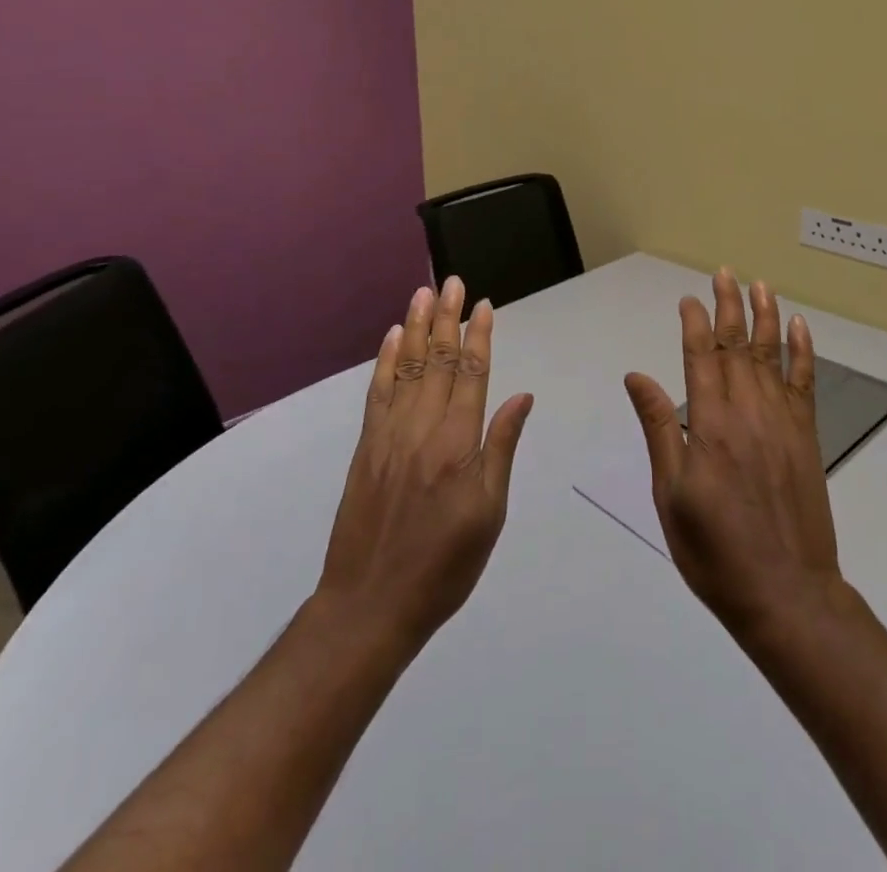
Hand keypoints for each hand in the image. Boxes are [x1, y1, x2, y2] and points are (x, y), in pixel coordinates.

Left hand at [316, 278, 533, 653]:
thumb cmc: (444, 564)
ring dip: (416, 327)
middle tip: (452, 282)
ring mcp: (389, 434)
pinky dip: (385, 361)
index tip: (482, 305)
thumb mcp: (489, 513)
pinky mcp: (366, 447)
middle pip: (438, 360)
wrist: (370, 604)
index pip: (472, 373)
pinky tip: (391, 337)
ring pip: (406, 367)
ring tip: (423, 293)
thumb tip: (520, 397)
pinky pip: (377, 392)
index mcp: (458, 442)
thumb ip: (501, 448)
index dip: (478, 336)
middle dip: (447, 318)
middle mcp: (423, 427)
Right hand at [623, 268, 848, 641]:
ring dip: (766, 317)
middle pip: (737, 345)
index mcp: (710, 424)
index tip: (689, 298)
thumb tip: (637, 376)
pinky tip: (800, 328)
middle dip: (730, 306)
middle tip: (725, 274)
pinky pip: (805, 382)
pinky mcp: (806, 437)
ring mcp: (782, 421)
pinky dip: (803, 351)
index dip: (695, 323)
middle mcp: (748, 411)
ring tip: (761, 285)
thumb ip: (658, 429)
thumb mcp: (671, 494)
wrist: (786, 593)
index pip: (700, 356)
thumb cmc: (715, 550)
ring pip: (772, 355)